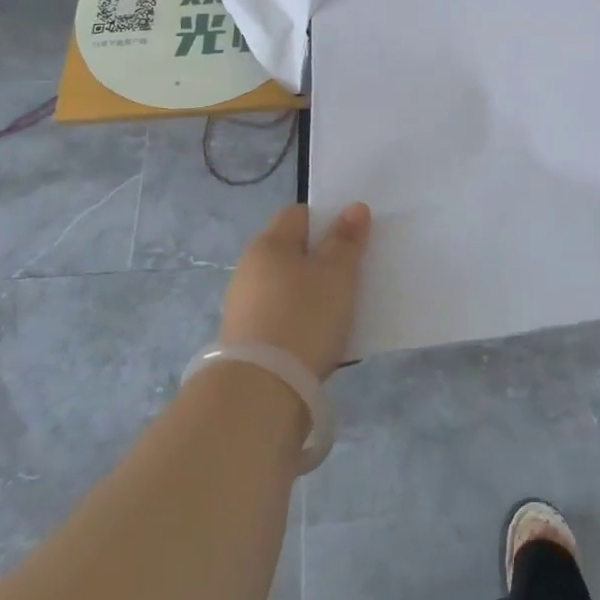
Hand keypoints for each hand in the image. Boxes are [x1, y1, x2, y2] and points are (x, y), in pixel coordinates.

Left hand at [219, 203, 371, 379]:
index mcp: (268, 244)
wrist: (262, 391)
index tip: (353, 238)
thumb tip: (354, 207)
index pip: (299, 214)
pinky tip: (322, 338)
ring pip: (288, 287)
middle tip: (355, 274)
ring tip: (343, 312)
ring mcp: (244, 307)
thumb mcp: (336, 274)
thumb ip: (346, 240)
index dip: (327, 220)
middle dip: (322, 260)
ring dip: (313, 294)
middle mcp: (249, 269)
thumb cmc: (303, 316)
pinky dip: (302, 322)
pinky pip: (282, 318)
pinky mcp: (247, 341)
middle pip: (293, 252)